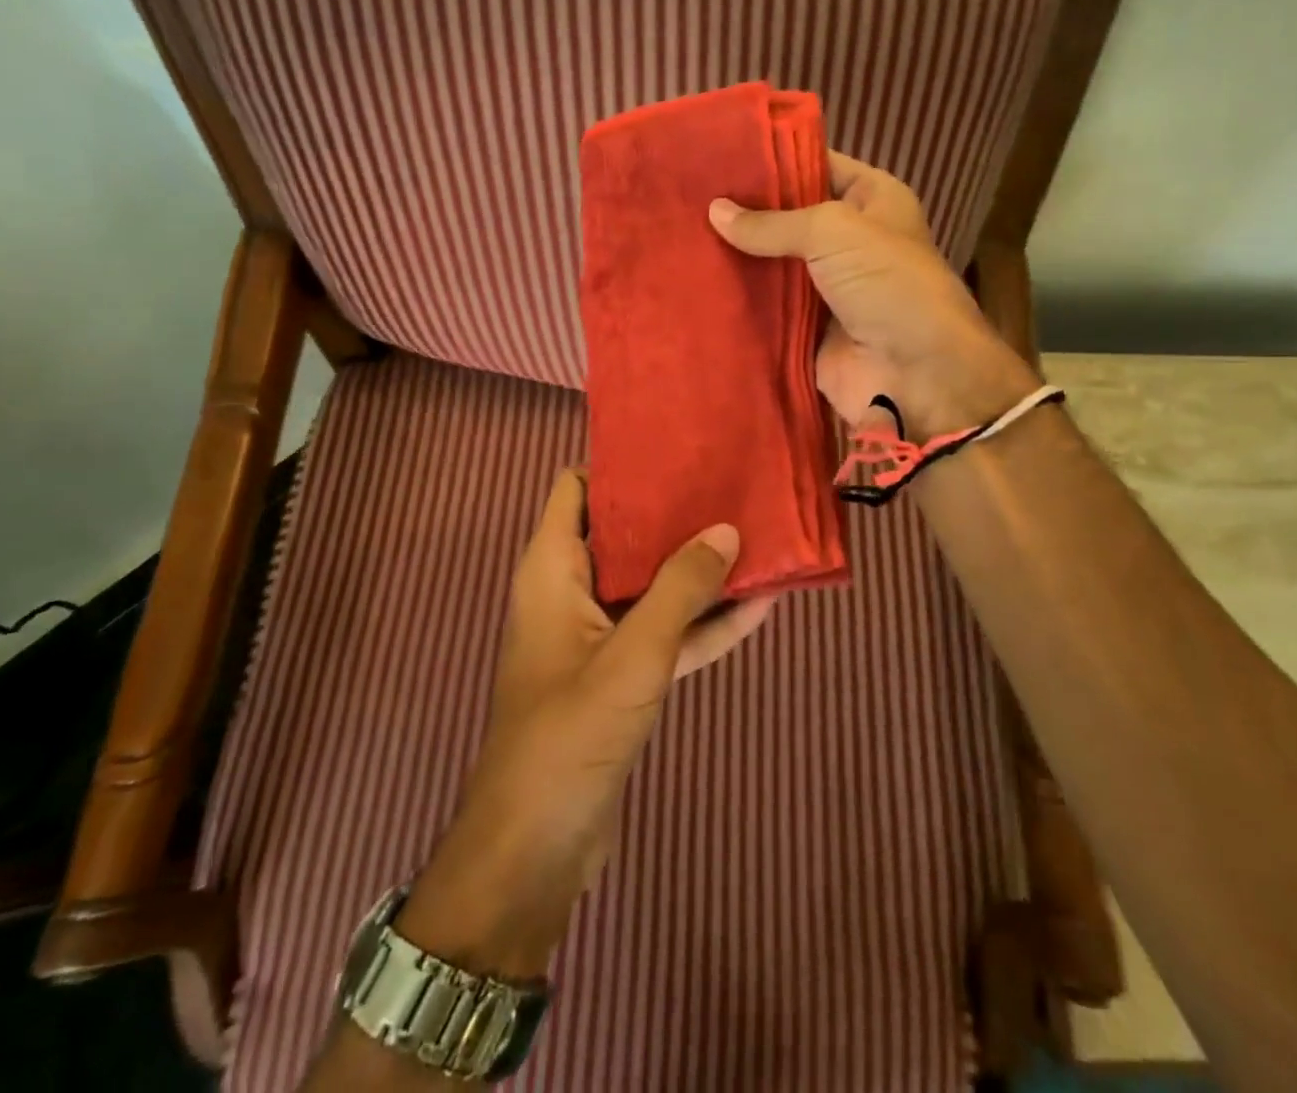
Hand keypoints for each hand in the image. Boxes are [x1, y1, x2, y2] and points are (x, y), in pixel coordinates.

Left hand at [396, 470, 771, 978]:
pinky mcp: (622, 675)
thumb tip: (727, 528)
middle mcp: (572, 591)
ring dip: (698, 567)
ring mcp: (599, 635)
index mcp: (553, 569)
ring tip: (757, 533)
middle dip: (674, 511)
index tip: (675, 447)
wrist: (536, 849)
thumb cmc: (569, 734)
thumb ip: (681, 589)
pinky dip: (704, 621)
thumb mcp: (633, 655)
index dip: (618, 464)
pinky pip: (667, 633)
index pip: (575, 489)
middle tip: (731, 481)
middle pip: (623, 531)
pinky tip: (761, 604)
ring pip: (652, 584)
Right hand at [709, 151, 1037, 436]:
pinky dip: (740, 301)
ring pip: (774, 264)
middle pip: (789, 217)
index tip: (719, 155)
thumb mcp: (833, 231)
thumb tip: (714, 211)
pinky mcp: (807, 328)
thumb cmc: (887, 282)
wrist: (914, 373)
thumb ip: (772, 222)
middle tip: (687, 197)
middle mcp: (850, 240)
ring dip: (737, 257)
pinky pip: (768, 308)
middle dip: (746, 211)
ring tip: (681, 236)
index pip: (816, 165)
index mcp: (872, 200)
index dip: (773, 160)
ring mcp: (827, 287)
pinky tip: (696, 284)